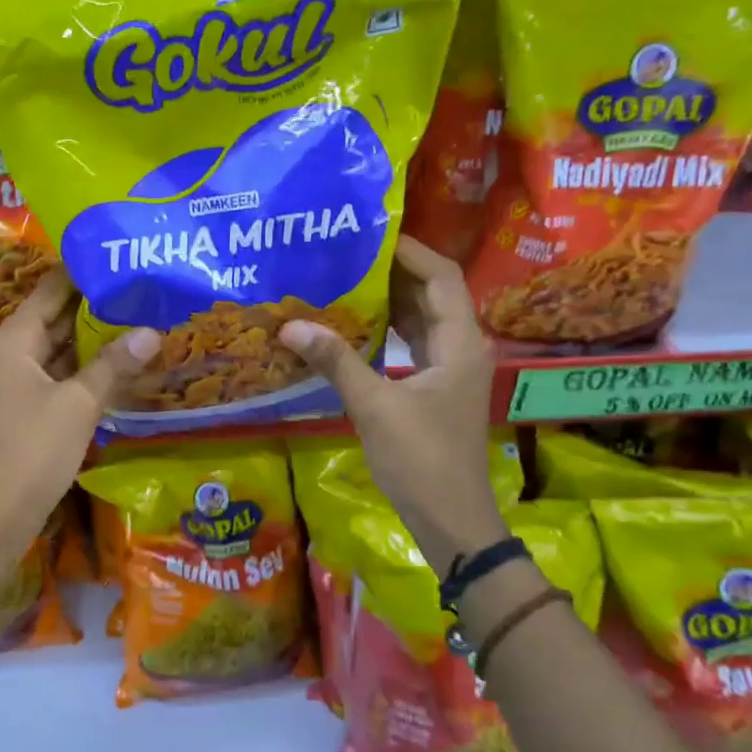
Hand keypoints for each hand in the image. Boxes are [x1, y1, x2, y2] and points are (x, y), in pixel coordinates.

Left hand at [0, 270, 158, 555]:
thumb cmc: (34, 449)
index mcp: (13, 340)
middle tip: (139, 289)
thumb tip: (152, 332)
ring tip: (137, 318)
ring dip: (91, 340)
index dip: (82, 273)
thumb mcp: (79, 403)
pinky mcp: (23, 408)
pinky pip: (56, 376)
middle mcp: (8, 353)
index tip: (119, 257)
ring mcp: (14, 382)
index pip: (50, 290)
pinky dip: (83, 369)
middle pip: (53, 318)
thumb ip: (113, 364)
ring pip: (56, 349)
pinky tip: (117, 364)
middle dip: (94, 307)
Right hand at [281, 237, 508, 569]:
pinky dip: (385, 330)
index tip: (369, 233)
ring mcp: (448, 370)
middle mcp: (460, 347)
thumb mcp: (374, 406)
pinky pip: (410, 344)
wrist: (450, 519)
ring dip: (387, 300)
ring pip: (420, 319)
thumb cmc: (421, 459)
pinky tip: (350, 326)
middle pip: (431, 293)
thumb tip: (290, 325)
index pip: (441, 276)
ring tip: (342, 279)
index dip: (409, 250)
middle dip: (391, 271)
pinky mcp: (433, 389)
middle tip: (345, 252)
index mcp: (459, 343)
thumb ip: (336, 362)